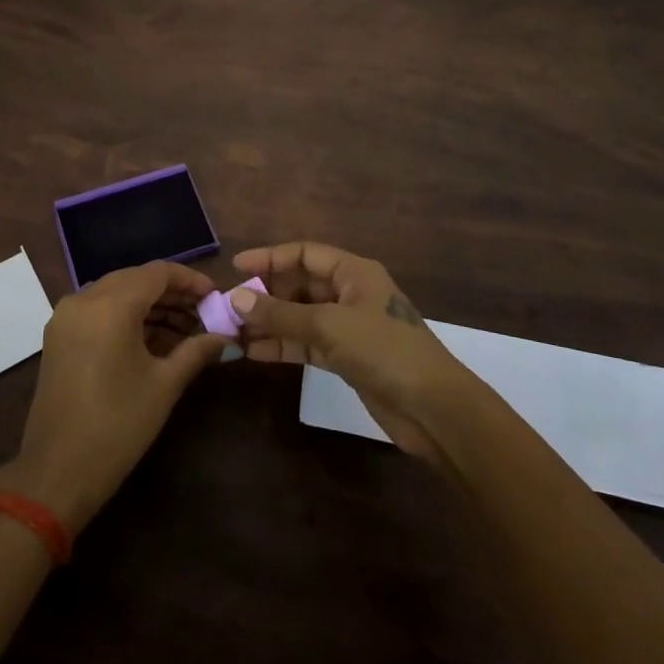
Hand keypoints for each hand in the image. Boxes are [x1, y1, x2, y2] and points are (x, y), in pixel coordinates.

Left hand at [0, 260, 227, 532]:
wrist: (57, 473)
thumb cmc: (117, 426)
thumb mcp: (164, 386)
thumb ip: (196, 351)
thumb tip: (225, 337)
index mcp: (110, 305)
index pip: (158, 273)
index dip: (190, 280)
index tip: (216, 296)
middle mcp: (84, 299)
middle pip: (136, 279)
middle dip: (172, 294)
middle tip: (204, 313)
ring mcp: (66, 316)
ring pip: (117, 293)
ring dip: (151, 306)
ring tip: (186, 330)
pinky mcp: (59, 335)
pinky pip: (99, 310)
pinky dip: (127, 317)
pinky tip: (154, 339)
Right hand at [229, 241, 472, 462]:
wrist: (434, 409)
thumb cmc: (384, 351)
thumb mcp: (329, 326)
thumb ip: (282, 313)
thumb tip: (237, 298)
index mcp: (354, 272)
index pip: (305, 254)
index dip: (270, 257)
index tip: (236, 267)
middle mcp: (350, 293)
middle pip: (301, 285)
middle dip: (266, 294)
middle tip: (230, 306)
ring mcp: (349, 327)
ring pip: (301, 316)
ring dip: (271, 322)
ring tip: (234, 330)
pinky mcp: (347, 358)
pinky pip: (307, 343)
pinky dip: (284, 346)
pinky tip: (255, 352)